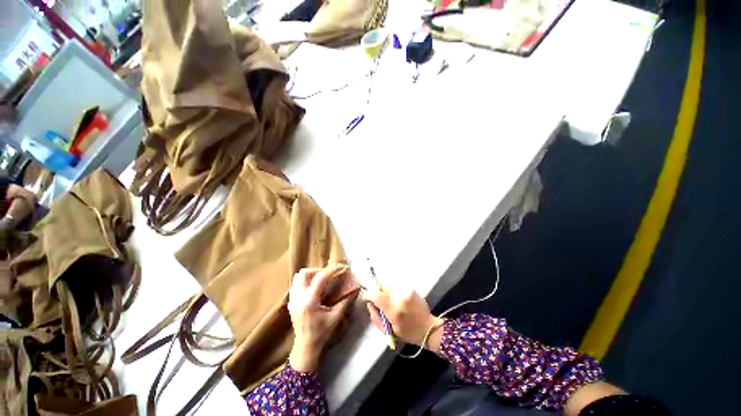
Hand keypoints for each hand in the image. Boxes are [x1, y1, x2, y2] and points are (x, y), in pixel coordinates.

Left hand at [288, 264, 353, 372]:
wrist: (305, 347)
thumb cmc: (321, 333)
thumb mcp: (336, 317)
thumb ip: (345, 301)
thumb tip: (356, 289)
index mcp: (309, 301)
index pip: (320, 278)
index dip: (332, 270)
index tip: (341, 267)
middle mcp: (298, 297)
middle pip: (304, 273)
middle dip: (318, 271)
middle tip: (329, 275)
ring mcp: (292, 299)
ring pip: (298, 278)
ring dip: (311, 275)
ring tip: (321, 281)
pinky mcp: (291, 302)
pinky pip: (296, 284)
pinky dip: (306, 282)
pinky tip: (314, 289)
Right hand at [362, 286, 443, 351]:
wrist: (428, 327)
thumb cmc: (408, 332)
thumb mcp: (389, 330)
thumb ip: (376, 317)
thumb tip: (369, 303)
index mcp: (394, 311)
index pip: (376, 296)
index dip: (368, 294)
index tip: (366, 297)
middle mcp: (400, 298)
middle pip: (382, 288)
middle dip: (379, 294)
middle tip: (382, 303)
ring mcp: (406, 292)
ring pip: (389, 286)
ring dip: (387, 293)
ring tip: (392, 302)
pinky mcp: (411, 289)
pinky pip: (397, 287)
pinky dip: (395, 292)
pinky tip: (399, 300)